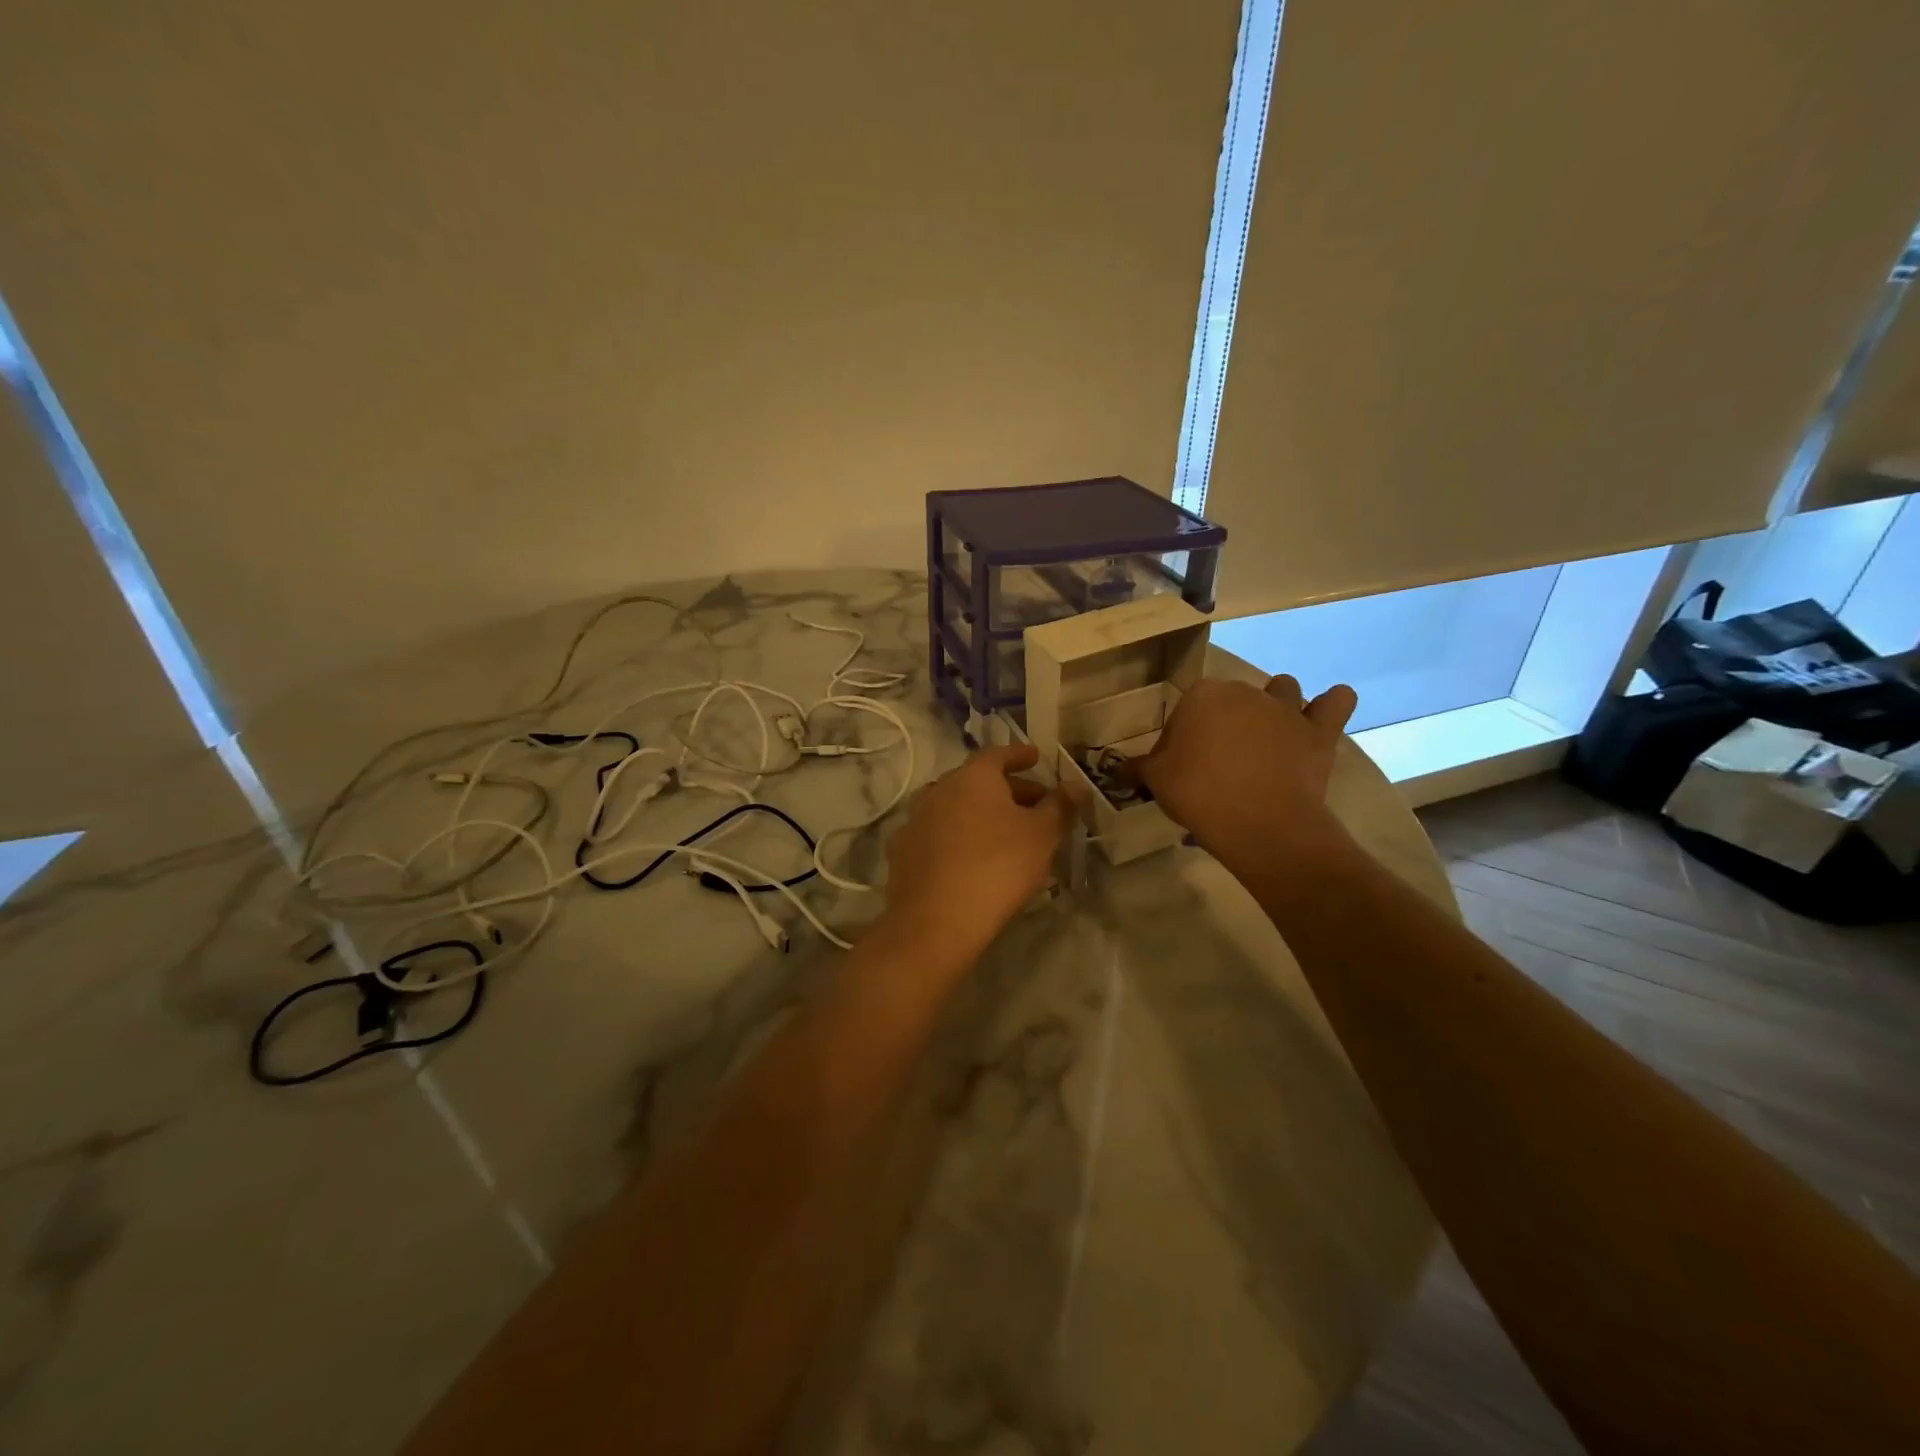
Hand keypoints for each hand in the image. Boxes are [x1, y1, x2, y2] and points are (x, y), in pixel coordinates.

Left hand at [882, 743, 1072, 954]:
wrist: (936, 920)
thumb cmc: (998, 866)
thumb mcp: (1042, 835)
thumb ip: (1059, 806)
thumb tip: (1074, 785)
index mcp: (972, 777)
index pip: (998, 754)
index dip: (1019, 755)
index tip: (1035, 757)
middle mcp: (938, 789)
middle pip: (976, 781)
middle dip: (1006, 789)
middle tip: (1032, 805)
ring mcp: (914, 821)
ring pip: (953, 808)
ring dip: (978, 814)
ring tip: (1002, 832)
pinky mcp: (902, 853)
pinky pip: (936, 835)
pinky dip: (955, 838)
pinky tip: (968, 857)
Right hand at [1131, 675, 1356, 863]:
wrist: (1261, 825)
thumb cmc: (1200, 795)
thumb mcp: (1156, 781)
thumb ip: (1138, 768)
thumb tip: (1118, 769)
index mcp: (1203, 696)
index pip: (1185, 713)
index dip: (1180, 742)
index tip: (1181, 770)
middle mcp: (1246, 692)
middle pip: (1231, 702)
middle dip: (1224, 725)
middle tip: (1217, 765)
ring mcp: (1287, 709)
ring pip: (1282, 690)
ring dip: (1275, 706)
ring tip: (1265, 739)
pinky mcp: (1320, 731)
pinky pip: (1336, 701)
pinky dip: (1330, 705)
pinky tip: (1319, 718)